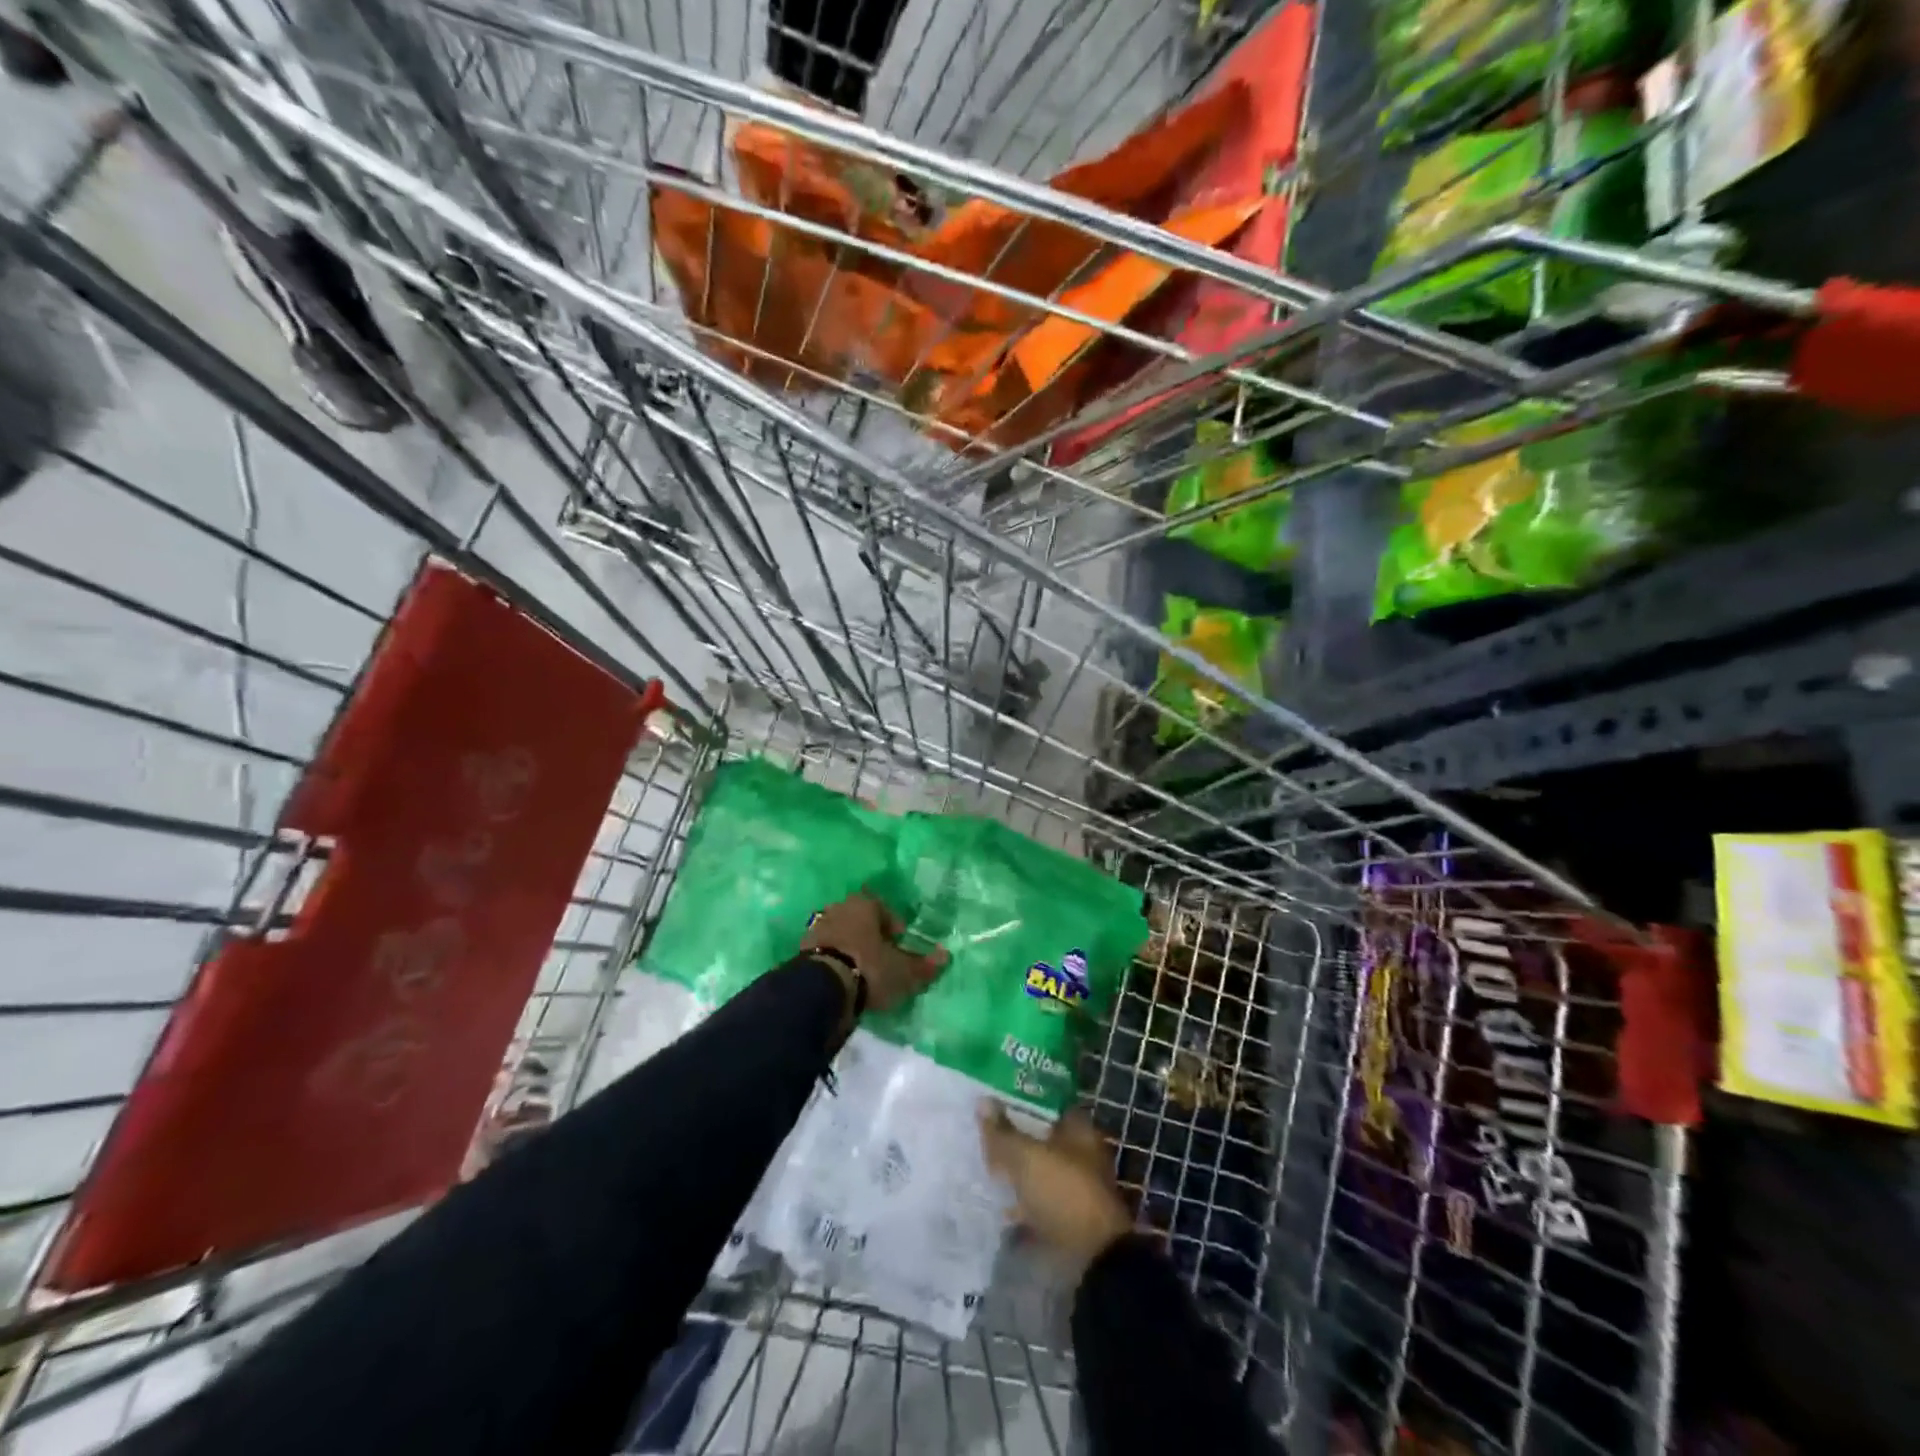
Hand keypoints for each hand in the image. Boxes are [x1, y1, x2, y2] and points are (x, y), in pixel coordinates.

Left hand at [802, 891, 946, 1012]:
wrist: (821, 989)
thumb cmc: (869, 969)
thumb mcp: (904, 971)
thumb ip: (925, 964)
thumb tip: (946, 955)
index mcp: (864, 904)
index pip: (883, 908)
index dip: (894, 928)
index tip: (899, 946)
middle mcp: (838, 908)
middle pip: (859, 919)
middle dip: (870, 936)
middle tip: (881, 958)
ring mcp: (817, 928)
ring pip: (840, 934)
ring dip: (850, 948)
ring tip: (861, 972)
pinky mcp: (800, 950)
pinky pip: (824, 951)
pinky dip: (834, 961)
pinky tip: (842, 980)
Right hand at [979, 1103, 1133, 1272]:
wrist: (1091, 1259)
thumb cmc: (1063, 1192)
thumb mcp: (1026, 1158)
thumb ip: (1003, 1132)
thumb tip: (982, 1101)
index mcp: (1080, 1131)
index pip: (1048, 1105)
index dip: (1023, 1100)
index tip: (995, 1099)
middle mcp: (1081, 1154)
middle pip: (1042, 1138)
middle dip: (1016, 1136)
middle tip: (984, 1131)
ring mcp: (1074, 1187)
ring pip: (1038, 1169)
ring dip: (1016, 1169)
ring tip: (983, 1164)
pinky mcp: (1066, 1217)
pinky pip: (1036, 1200)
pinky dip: (1019, 1200)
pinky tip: (996, 1201)